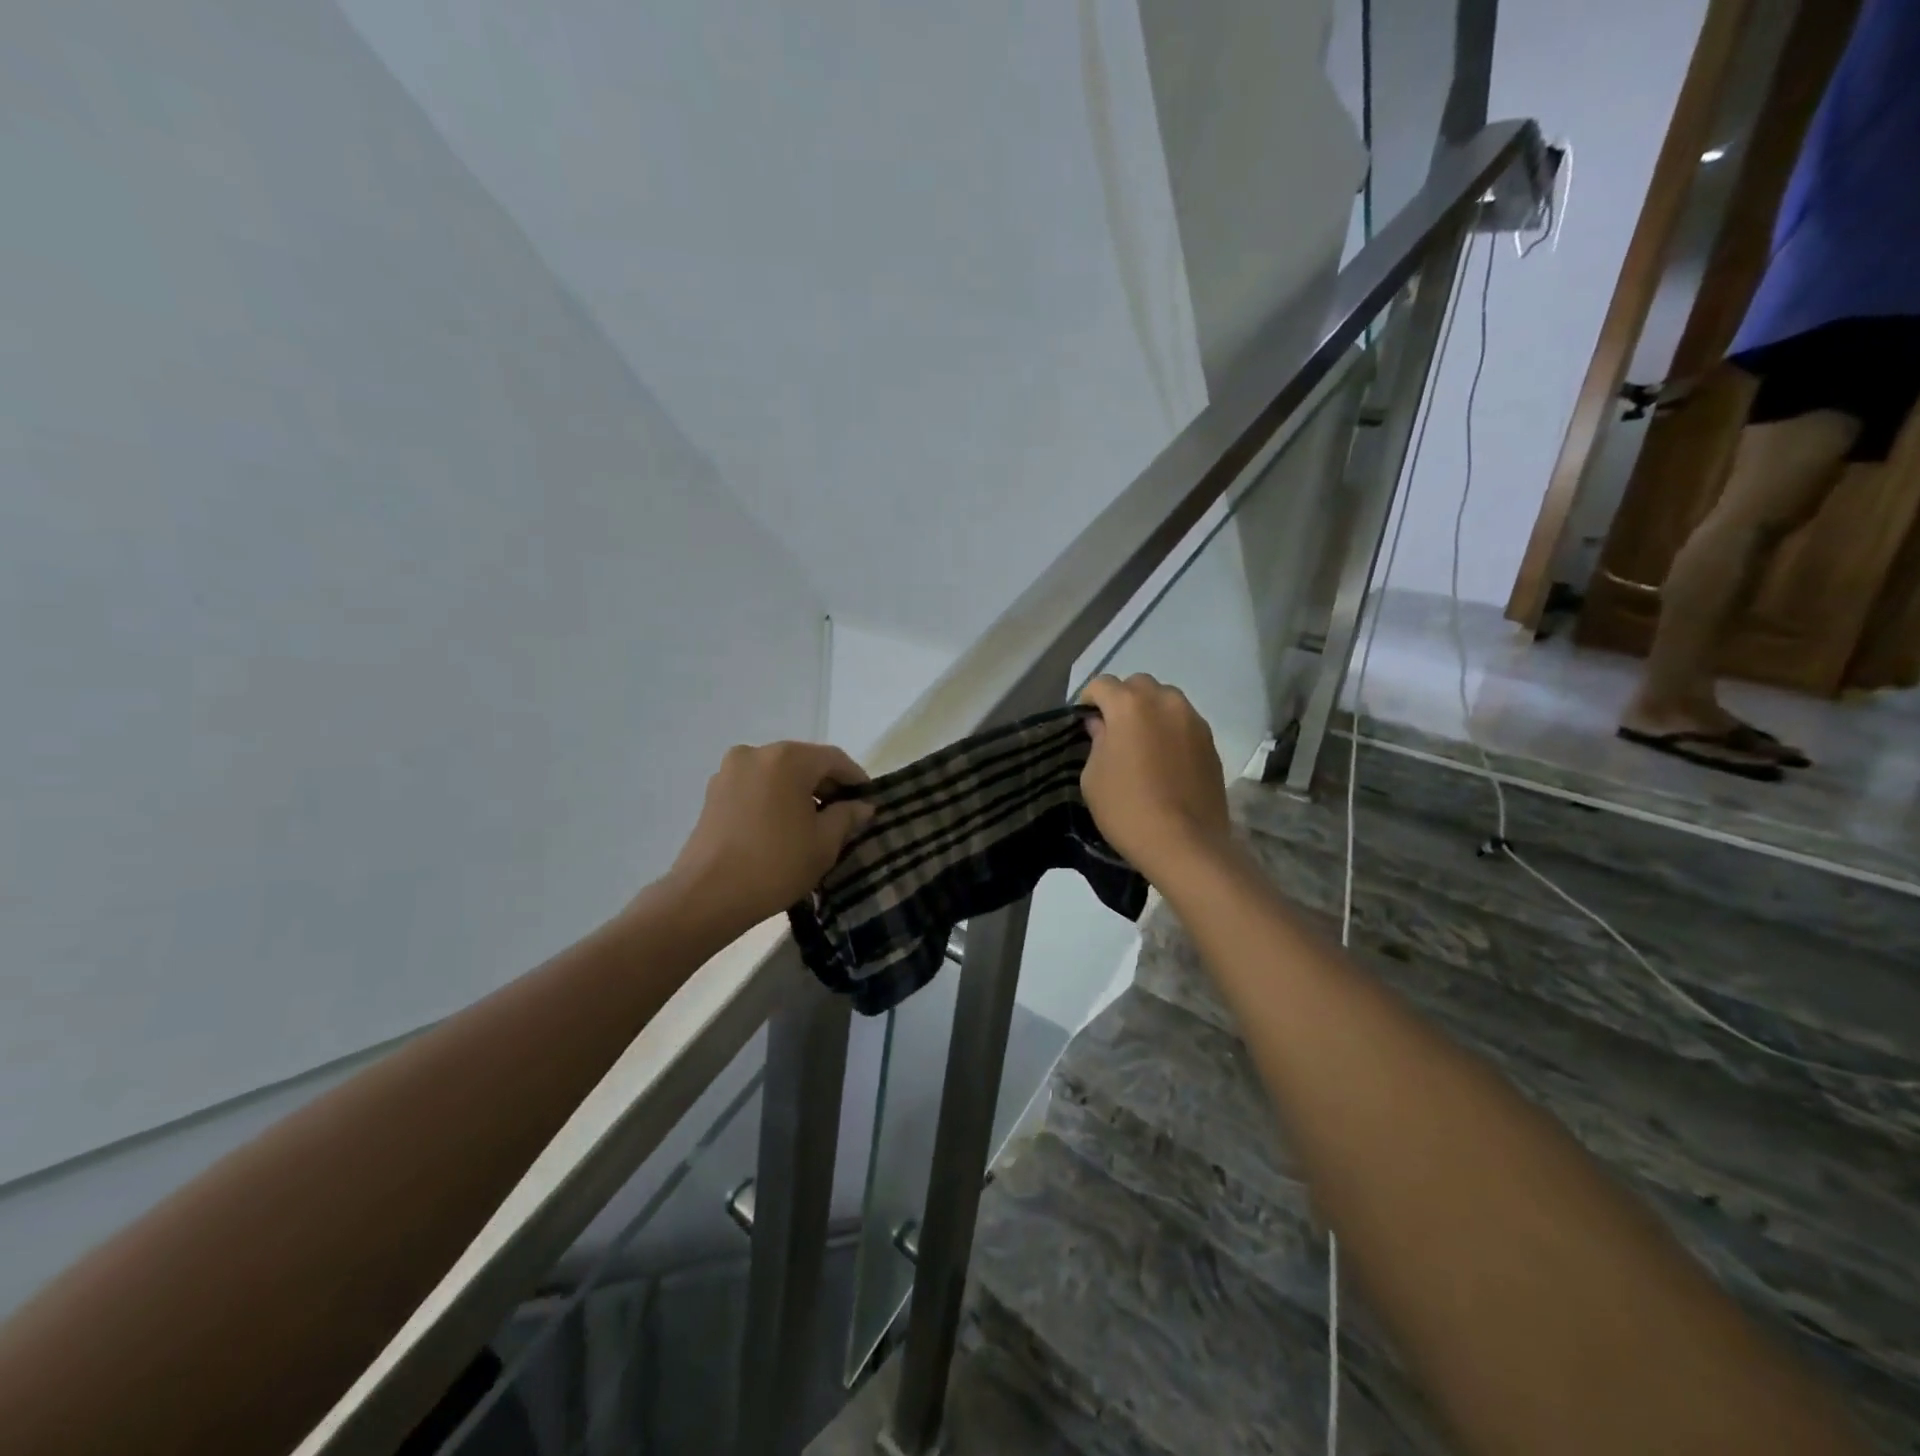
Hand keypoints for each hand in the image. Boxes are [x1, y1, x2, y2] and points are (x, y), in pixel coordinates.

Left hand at [662, 741, 874, 939]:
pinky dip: (774, 799)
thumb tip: (861, 806)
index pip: (834, 759)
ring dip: (799, 793)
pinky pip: (756, 787)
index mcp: (787, 758)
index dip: (856, 779)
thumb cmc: (775, 864)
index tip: (869, 802)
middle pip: (804, 762)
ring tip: (814, 824)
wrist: (707, 896)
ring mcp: (730, 772)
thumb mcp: (824, 843)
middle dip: (827, 786)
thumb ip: (847, 816)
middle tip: (845, 815)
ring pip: (778, 775)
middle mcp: (756, 753)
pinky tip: (783, 827)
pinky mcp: (713, 793)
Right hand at [1079, 674, 1230, 884]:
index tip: (1085, 723)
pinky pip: (1184, 723)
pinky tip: (1164, 760)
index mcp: (1129, 705)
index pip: (1102, 685)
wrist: (1184, 843)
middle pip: (1138, 685)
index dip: (1089, 701)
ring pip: (1166, 700)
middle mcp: (1164, 702)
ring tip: (1142, 743)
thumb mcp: (1093, 776)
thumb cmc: (1126, 808)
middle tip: (1114, 731)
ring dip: (1150, 712)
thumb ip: (1096, 741)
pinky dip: (1171, 731)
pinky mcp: (1211, 742)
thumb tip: (1102, 725)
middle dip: (1122, 700)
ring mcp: (1193, 720)